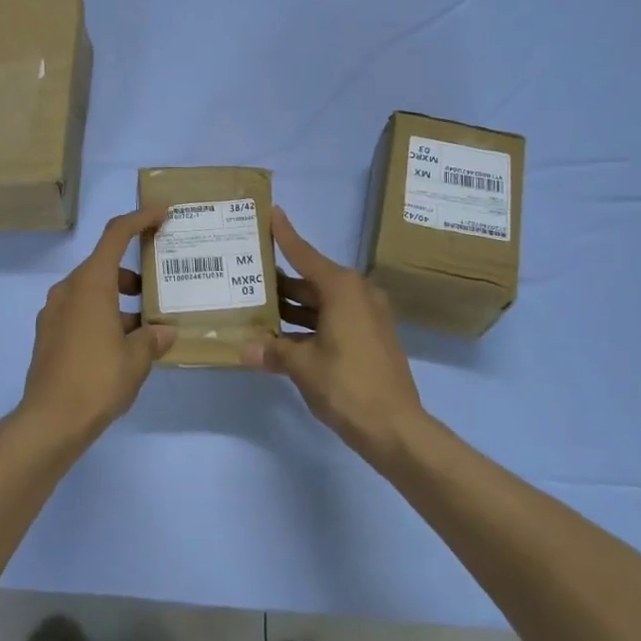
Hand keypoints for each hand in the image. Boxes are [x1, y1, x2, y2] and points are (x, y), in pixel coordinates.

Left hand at [18, 208, 176, 446]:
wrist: (49, 421)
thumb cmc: (97, 379)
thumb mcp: (137, 359)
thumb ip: (153, 338)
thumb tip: (165, 332)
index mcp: (91, 284)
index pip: (115, 235)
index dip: (140, 219)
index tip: (162, 215)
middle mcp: (68, 290)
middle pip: (104, 265)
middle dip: (133, 275)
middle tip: (158, 292)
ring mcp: (54, 312)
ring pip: (92, 292)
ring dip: (118, 301)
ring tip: (144, 330)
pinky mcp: (48, 335)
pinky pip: (79, 312)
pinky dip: (101, 317)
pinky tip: (119, 348)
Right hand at [242, 208, 426, 464]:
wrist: (396, 428)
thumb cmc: (348, 385)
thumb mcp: (303, 365)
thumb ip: (273, 350)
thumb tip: (244, 348)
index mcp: (342, 289)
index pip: (305, 254)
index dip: (286, 235)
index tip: (271, 212)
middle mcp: (356, 295)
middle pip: (311, 279)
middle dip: (280, 279)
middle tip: (247, 270)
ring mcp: (366, 317)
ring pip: (320, 302)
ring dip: (292, 306)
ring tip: (255, 304)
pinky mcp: (369, 338)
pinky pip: (332, 320)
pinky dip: (308, 324)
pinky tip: (280, 335)